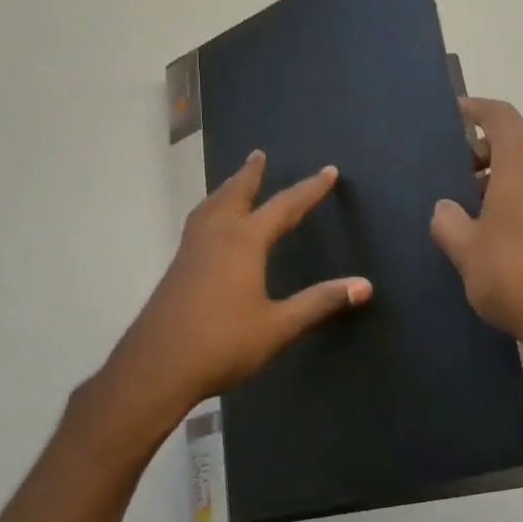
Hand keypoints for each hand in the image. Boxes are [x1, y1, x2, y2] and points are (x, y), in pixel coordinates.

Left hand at [103, 150, 371, 430]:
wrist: (157, 366)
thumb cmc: (223, 344)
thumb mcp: (278, 326)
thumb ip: (319, 302)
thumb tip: (364, 285)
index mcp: (244, 242)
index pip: (284, 206)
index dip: (309, 189)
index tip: (328, 172)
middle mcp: (216, 235)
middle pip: (236, 193)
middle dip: (250, 174)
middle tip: (258, 154)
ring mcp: (191, 250)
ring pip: (211, 206)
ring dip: (226, 189)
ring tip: (234, 182)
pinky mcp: (177, 267)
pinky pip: (198, 222)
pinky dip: (210, 209)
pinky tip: (210, 227)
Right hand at [430, 98, 522, 364]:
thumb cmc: (515, 273)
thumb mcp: (466, 248)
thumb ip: (448, 220)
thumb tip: (446, 208)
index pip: (497, 114)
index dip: (472, 110)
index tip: (449, 116)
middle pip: (514, 138)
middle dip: (480, 149)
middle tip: (448, 171)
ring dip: (498, 175)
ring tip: (465, 203)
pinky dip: (517, 193)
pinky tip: (493, 226)